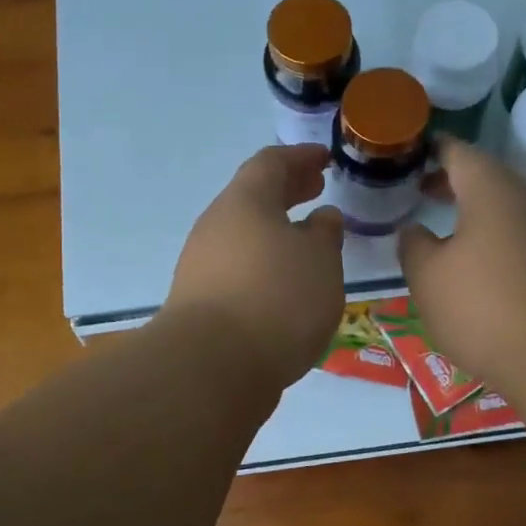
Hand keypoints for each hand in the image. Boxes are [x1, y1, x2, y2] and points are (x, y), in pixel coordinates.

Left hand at [163, 144, 345, 390]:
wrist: (212, 367)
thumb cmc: (277, 299)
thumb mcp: (320, 261)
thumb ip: (325, 235)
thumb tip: (321, 218)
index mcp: (245, 202)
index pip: (272, 163)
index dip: (301, 157)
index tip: (325, 159)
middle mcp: (216, 226)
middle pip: (253, 197)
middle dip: (288, 191)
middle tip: (317, 189)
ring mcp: (202, 265)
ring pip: (245, 235)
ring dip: (276, 231)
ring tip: (308, 243)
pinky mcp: (200, 302)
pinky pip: (239, 268)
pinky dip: (265, 264)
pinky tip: (285, 285)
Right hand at [397, 139, 525, 394]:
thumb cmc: (482, 305)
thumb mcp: (427, 276)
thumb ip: (413, 246)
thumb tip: (414, 230)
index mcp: (489, 190)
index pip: (457, 152)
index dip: (431, 150)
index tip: (409, 154)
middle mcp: (524, 201)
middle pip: (485, 178)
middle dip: (451, 182)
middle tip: (419, 190)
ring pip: (504, 209)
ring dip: (473, 213)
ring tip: (443, 230)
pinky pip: (518, 237)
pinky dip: (492, 239)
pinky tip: (475, 266)